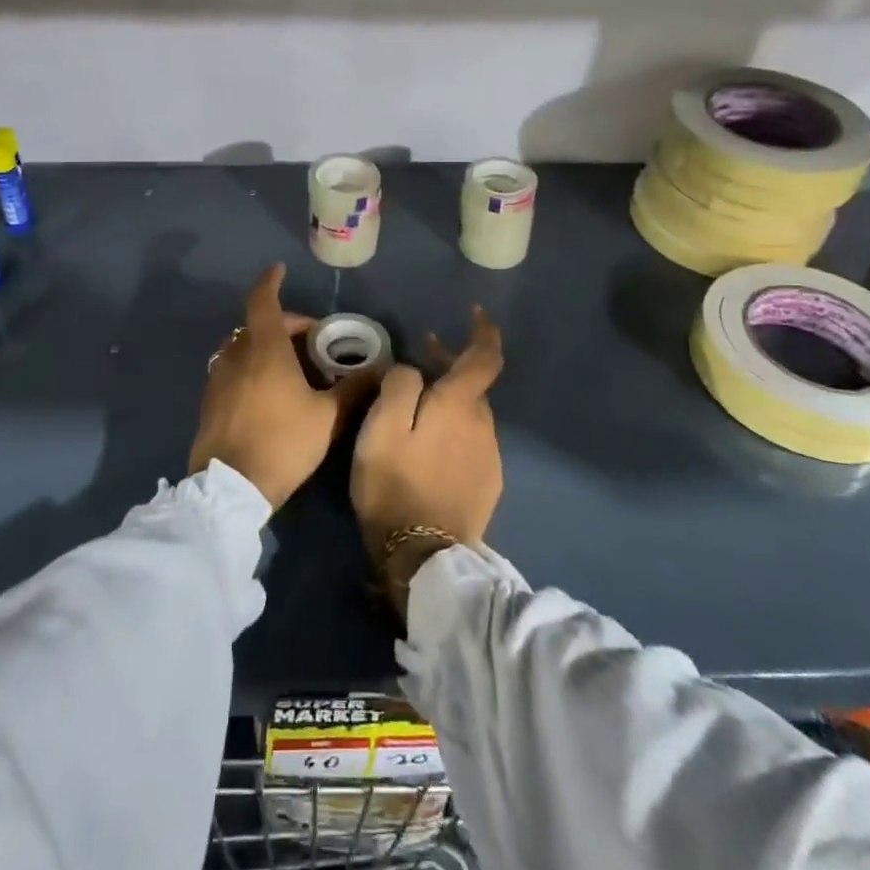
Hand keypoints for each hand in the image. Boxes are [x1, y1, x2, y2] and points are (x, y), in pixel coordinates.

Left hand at [190, 264, 361, 510]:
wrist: (230, 488)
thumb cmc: (282, 441)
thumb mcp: (327, 417)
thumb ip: (353, 389)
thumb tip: (380, 370)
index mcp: (264, 349)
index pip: (263, 301)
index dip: (270, 282)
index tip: (279, 270)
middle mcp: (236, 354)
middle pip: (257, 324)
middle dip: (284, 323)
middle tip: (311, 339)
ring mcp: (218, 378)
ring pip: (242, 347)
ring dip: (265, 345)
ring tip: (291, 365)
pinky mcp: (209, 401)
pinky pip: (232, 369)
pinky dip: (251, 366)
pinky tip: (269, 391)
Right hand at [351, 308, 503, 602]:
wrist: (426, 557)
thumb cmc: (396, 484)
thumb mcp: (382, 427)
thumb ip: (398, 384)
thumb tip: (411, 369)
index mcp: (460, 405)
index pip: (484, 356)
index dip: (483, 331)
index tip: (474, 313)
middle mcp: (483, 425)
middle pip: (472, 384)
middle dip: (450, 364)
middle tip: (420, 353)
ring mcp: (488, 457)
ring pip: (470, 413)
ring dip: (449, 398)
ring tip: (416, 401)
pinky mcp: (486, 483)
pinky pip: (470, 441)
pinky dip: (453, 428)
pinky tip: (429, 444)